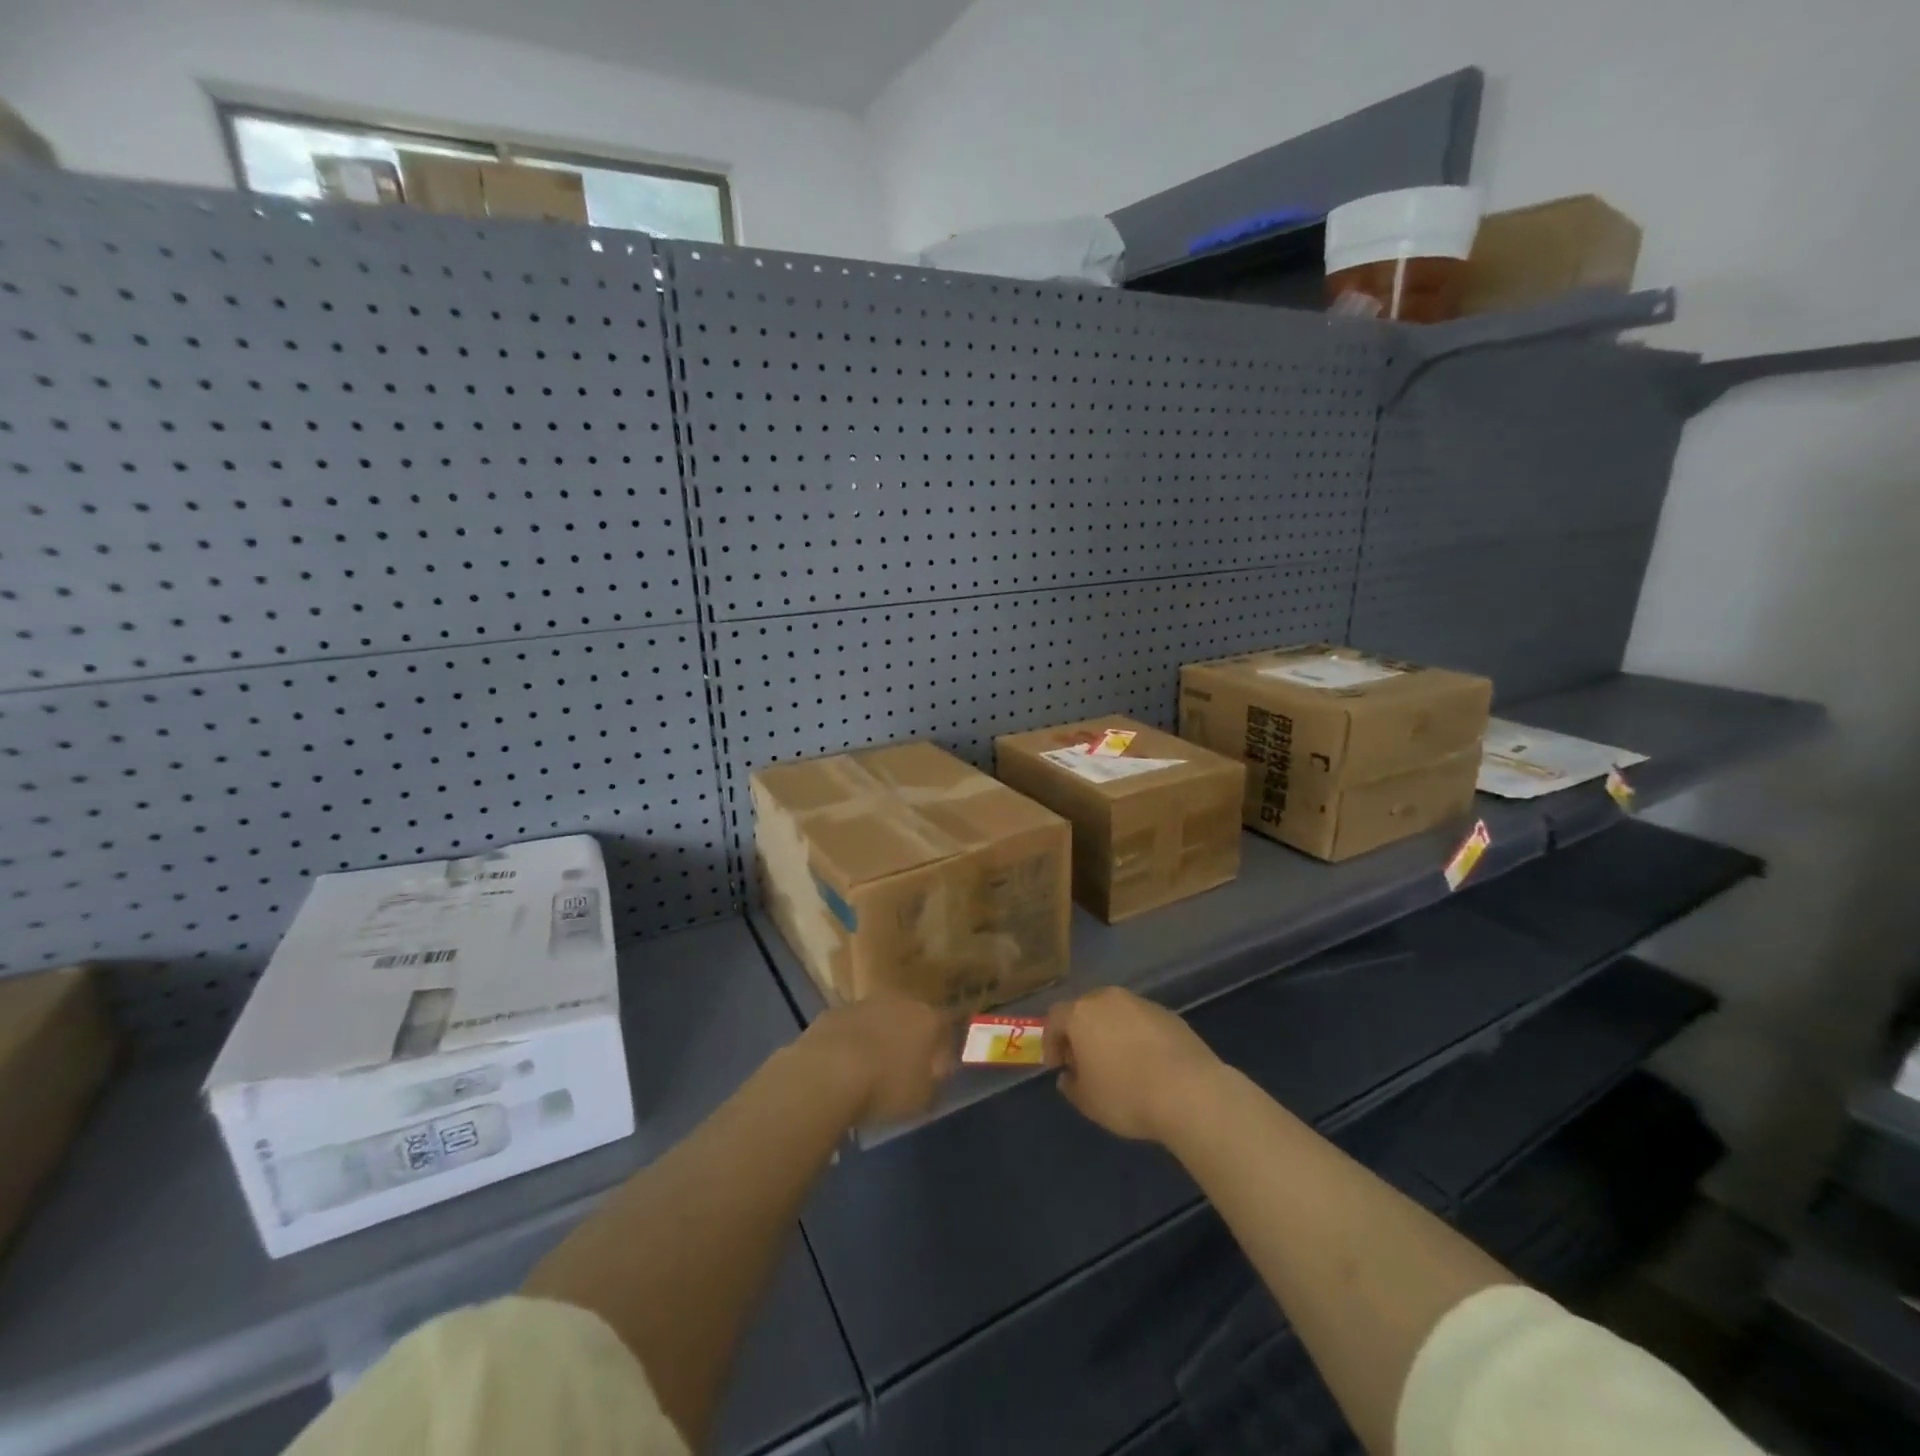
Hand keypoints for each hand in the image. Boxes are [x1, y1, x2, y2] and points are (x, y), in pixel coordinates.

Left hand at [798, 993, 957, 1127]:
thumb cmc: (886, 1086)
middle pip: (910, 1017)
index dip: (943, 1045)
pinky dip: (850, 1041)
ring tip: (870, 1068)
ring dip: (878, 1037)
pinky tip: (842, 1065)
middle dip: (909, 1036)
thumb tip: (938, 1067)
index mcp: (928, 1019)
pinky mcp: (834, 1012)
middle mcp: (900, 1002)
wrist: (829, 1072)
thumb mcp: (924, 1096)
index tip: (938, 1065)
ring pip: (879, 1019)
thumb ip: (935, 1078)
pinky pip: (850, 1027)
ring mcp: (864, 1003)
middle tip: (903, 1065)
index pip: (945, 1025)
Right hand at [1045, 988, 1223, 1141]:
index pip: (1055, 1018)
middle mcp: (1108, 999)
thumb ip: (1071, 1085)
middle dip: (1081, 1032)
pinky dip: (1137, 1036)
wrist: (1190, 1091)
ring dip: (1110, 1032)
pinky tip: (1147, 1063)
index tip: (1057, 1066)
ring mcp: (1141, 1003)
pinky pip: (1142, 1022)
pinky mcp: (1168, 1014)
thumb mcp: (1088, 1101)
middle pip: (1085, 1008)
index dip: (1052, 1041)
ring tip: (1118, 1063)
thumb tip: (1069, 1076)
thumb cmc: (1127, 1095)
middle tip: (1085, 1061)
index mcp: (1081, 1014)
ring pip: (1116, 1013)